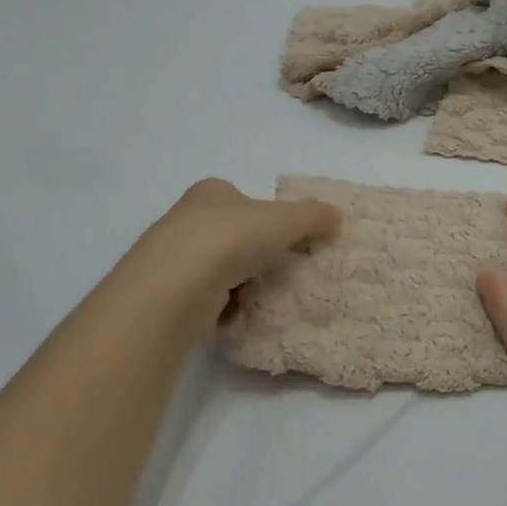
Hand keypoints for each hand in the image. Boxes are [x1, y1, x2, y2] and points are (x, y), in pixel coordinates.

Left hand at [128, 178, 340, 325]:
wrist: (174, 287)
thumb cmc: (230, 238)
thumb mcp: (284, 220)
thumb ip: (312, 216)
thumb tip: (337, 216)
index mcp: (211, 192)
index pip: (242, 198)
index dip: (267, 214)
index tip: (287, 236)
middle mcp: (187, 218)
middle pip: (231, 231)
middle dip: (255, 249)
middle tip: (284, 266)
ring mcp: (174, 258)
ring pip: (219, 266)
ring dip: (241, 278)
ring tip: (268, 293)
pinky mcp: (168, 294)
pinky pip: (207, 296)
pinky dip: (226, 304)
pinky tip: (243, 313)